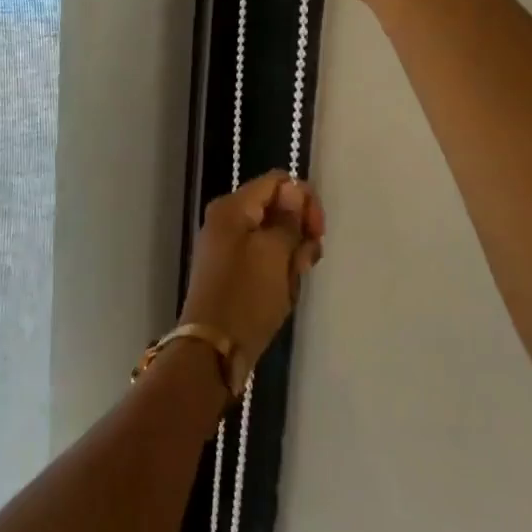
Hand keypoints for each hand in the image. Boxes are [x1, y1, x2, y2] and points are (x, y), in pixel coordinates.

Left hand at [179, 171, 324, 385]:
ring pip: (276, 238)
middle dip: (299, 233)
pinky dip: (280, 273)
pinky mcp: (235, 271)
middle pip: (278, 209)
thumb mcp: (274, 252)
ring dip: (292, 257)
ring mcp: (230, 246)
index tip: (317, 231)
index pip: (278, 182)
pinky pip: (266, 260)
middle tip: (304, 262)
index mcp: (233, 207)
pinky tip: (283, 292)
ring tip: (291, 284)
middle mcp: (228, 220)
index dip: (304, 200)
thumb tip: (294, 188)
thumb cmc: (247, 295)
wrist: (215, 348)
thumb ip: (288, 218)